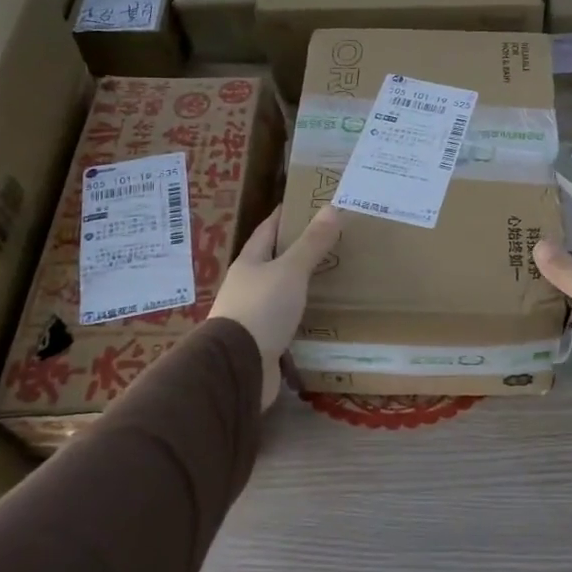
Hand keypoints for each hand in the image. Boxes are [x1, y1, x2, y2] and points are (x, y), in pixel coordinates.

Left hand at [211, 206, 342, 410]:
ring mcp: (254, 316)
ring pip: (282, 293)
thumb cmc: (261, 309)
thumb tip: (332, 208)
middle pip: (274, 262)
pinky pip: (288, 322)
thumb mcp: (290, 271)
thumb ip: (311, 243)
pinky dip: (305, 316)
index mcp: (249, 264)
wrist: (238, 367)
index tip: (305, 204)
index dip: (284, 216)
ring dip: (302, 286)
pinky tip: (324, 316)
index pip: (266, 231)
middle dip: (298, 251)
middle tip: (331, 240)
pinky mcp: (264, 343)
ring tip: (334, 277)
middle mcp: (248, 287)